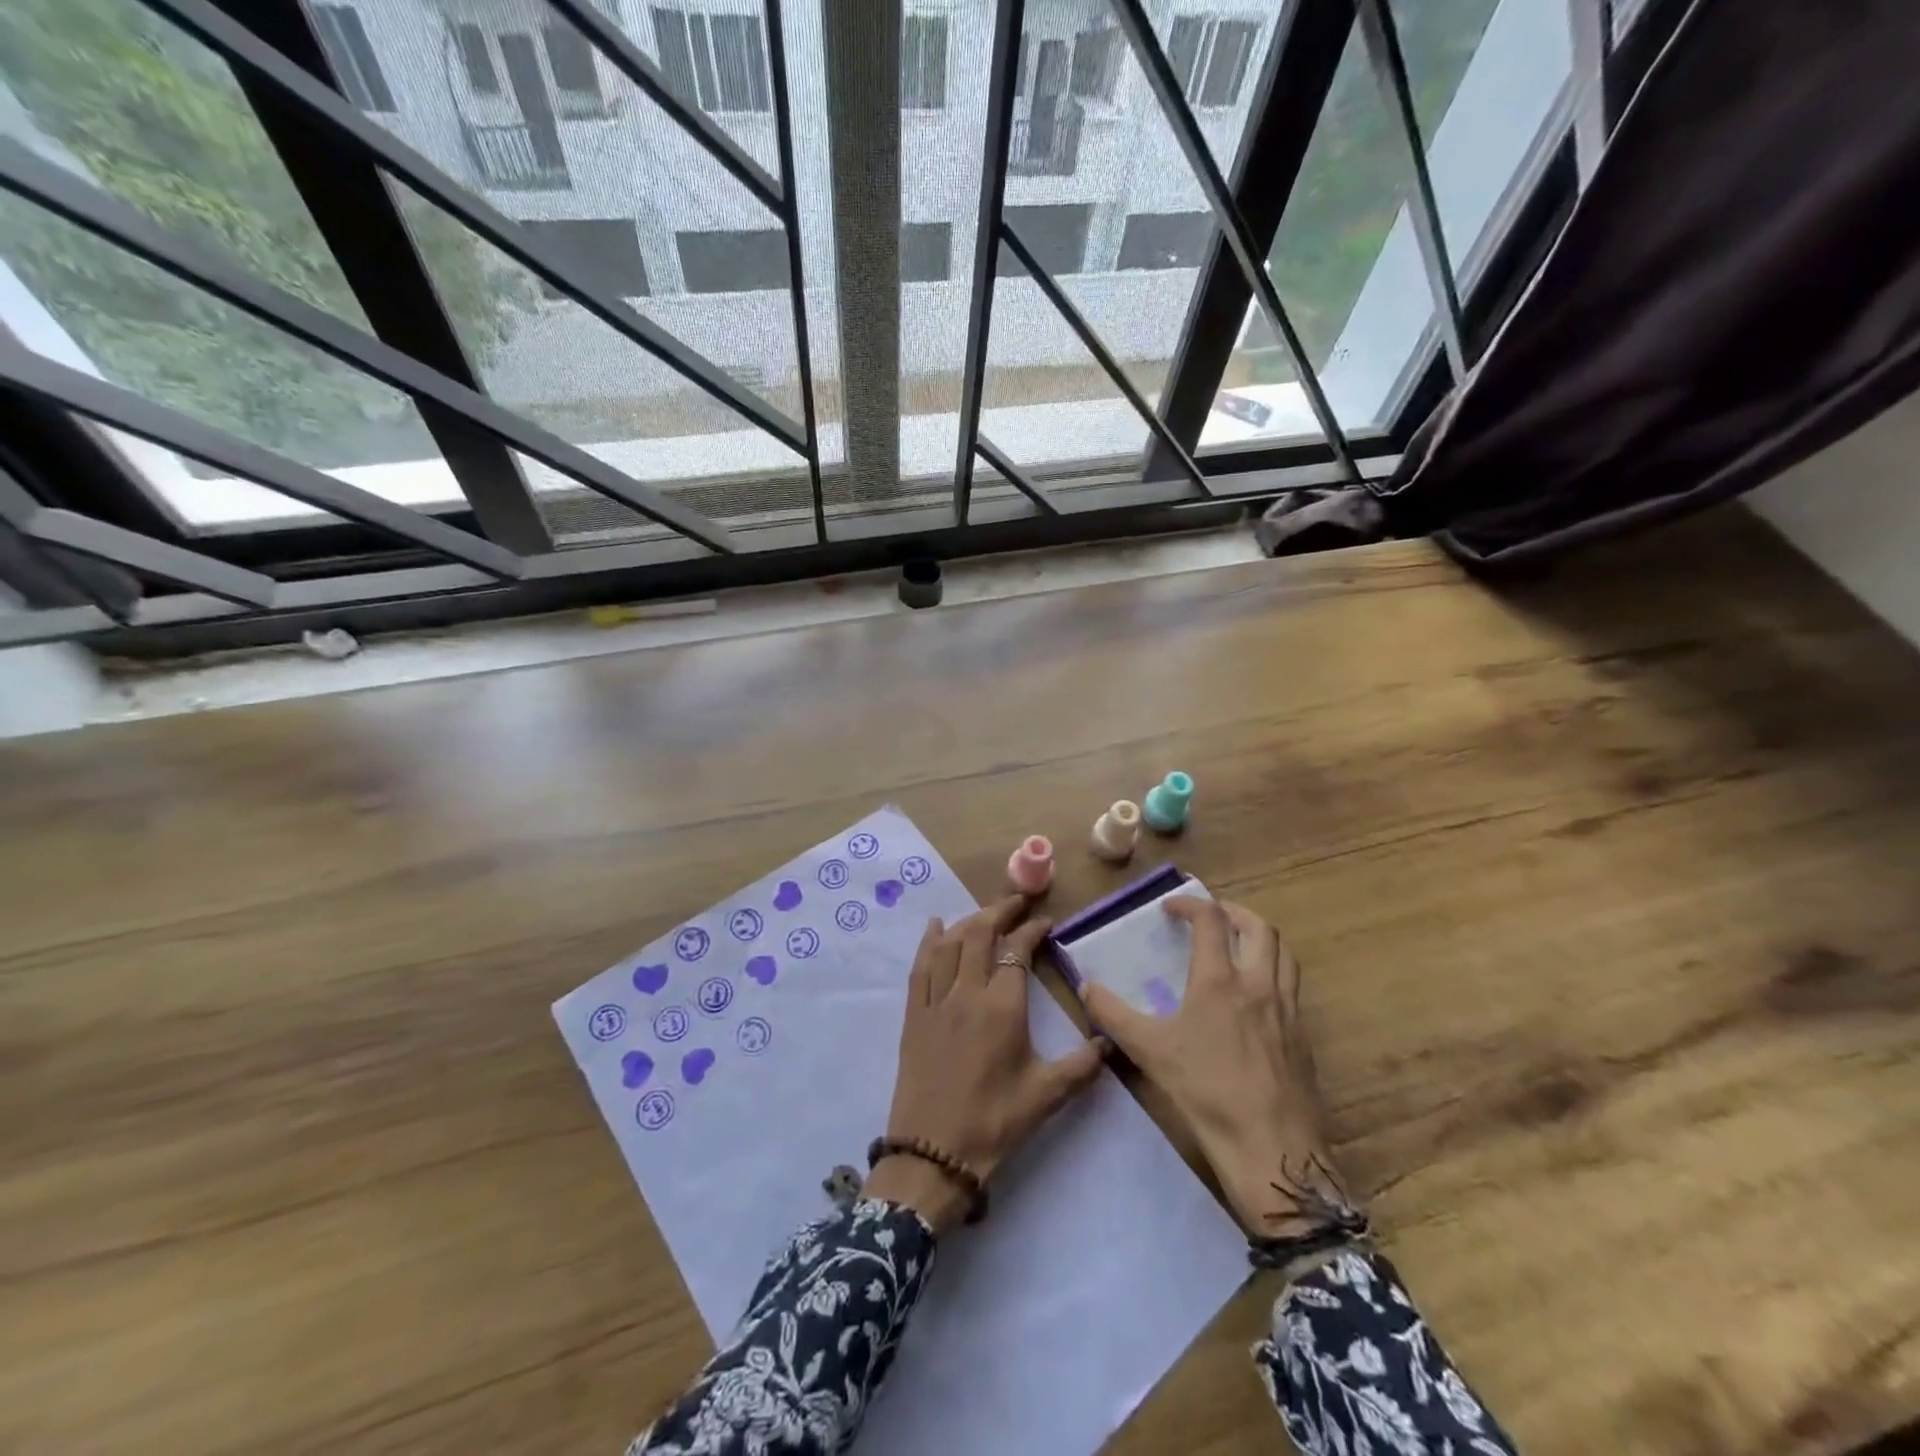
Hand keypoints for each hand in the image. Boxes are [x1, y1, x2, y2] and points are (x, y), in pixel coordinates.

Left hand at [867, 895, 1107, 1233]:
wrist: (933, 1155)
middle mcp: (967, 993)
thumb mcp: (1047, 1095)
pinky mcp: (914, 1015)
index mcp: (1002, 1007)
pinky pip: (920, 967)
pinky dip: (928, 942)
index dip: (1031, 930)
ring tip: (985, 913)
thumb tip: (1111, 1041)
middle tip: (1017, 902)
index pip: (1016, 951)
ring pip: (949, 944)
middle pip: (979, 934)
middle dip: (999, 911)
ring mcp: (936, 1002)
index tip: (1045, 921)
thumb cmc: (995, 1123)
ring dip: (968, 921)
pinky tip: (934, 927)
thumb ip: (1082, 1065)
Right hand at [1079, 897, 1345, 1237]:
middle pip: (1259, 928)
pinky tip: (1255, 998)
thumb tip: (1085, 986)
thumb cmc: (1207, 1094)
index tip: (1170, 906)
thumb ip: (1113, 1014)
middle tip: (1211, 916)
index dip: (1190, 904)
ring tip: (1238, 946)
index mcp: (1221, 981)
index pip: (1212, 920)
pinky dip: (1274, 972)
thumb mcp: (1149, 1051)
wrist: (1274, 1151)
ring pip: (1284, 954)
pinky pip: (1293, 987)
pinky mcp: (1303, 1038)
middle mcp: (1260, 985)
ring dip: (1260, 938)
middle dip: (1234, 912)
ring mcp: (1288, 1011)